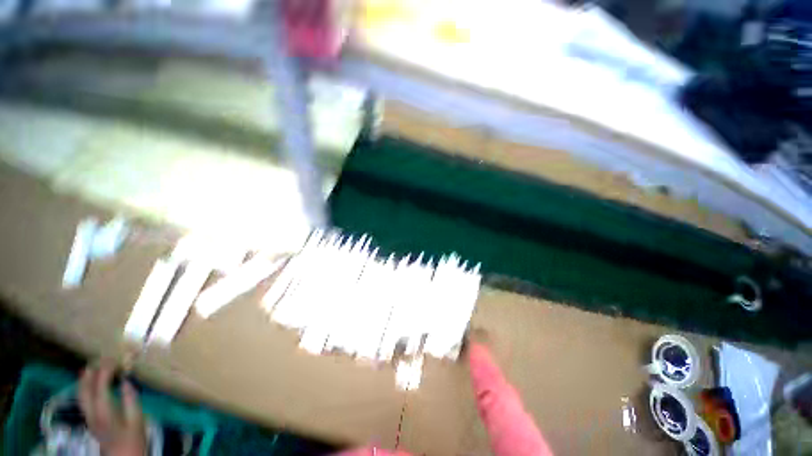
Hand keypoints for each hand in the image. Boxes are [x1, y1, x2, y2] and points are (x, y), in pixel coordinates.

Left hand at [78, 361, 146, 455]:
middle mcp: (92, 412)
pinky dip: (85, 387)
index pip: (100, 386)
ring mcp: (88, 416)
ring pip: (81, 394)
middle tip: (99, 359)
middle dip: (90, 373)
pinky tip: (89, 383)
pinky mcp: (89, 418)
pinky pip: (83, 398)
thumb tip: (126, 381)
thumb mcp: (137, 419)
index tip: (113, 359)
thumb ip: (131, 400)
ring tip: (91, 367)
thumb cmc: (134, 437)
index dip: (105, 371)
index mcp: (104, 411)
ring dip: (84, 379)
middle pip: (85, 389)